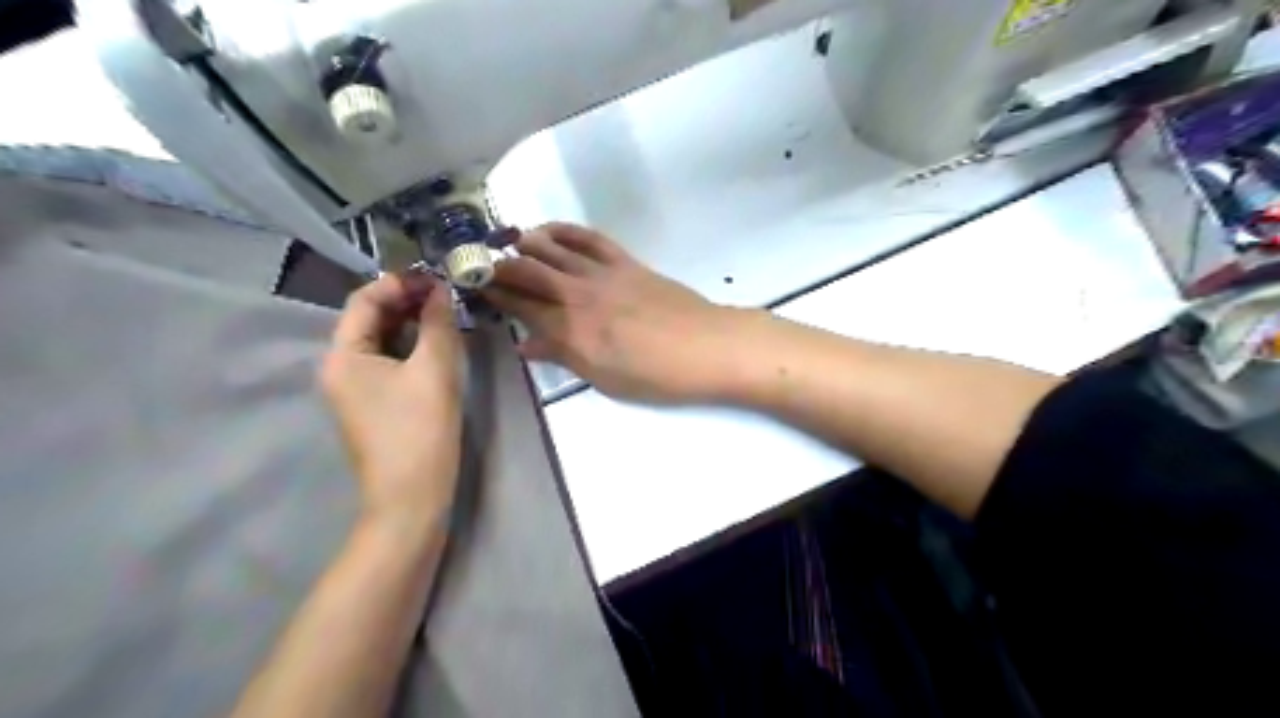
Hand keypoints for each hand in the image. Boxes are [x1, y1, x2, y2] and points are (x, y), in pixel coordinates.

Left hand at [321, 272, 465, 530]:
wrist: (411, 498)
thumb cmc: (419, 431)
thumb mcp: (434, 371)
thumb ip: (438, 324)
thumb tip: (442, 290)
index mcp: (343, 355)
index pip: (364, 300)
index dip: (399, 283)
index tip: (437, 277)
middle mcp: (340, 368)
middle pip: (370, 320)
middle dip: (407, 302)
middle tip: (447, 294)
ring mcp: (355, 389)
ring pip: (382, 341)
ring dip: (412, 324)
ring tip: (447, 314)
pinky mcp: (374, 405)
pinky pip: (389, 363)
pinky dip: (411, 347)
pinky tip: (438, 344)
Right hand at [481, 224, 744, 403]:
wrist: (707, 347)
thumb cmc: (655, 375)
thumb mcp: (603, 378)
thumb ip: (563, 356)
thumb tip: (527, 345)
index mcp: (570, 329)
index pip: (519, 305)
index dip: (493, 294)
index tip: (473, 286)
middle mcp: (578, 295)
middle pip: (527, 271)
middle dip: (497, 265)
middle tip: (478, 262)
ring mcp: (602, 274)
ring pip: (552, 248)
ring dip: (525, 242)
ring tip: (507, 241)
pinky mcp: (625, 262)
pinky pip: (588, 239)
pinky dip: (565, 230)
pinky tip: (549, 230)